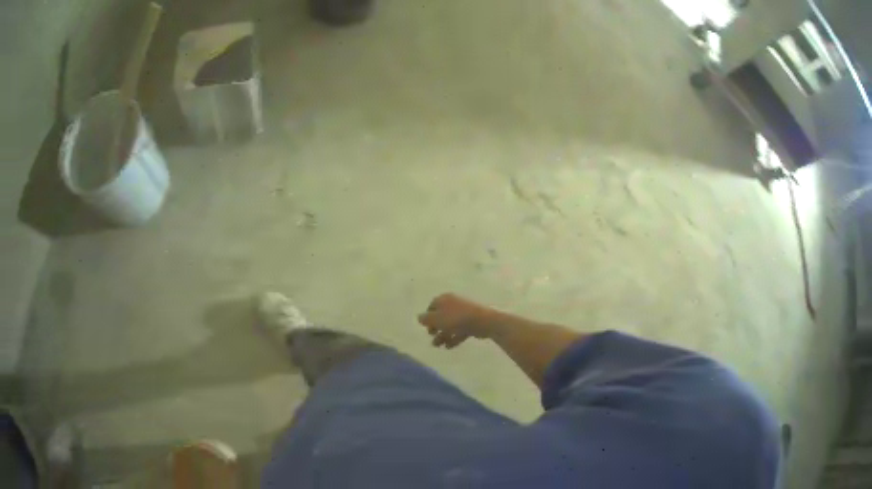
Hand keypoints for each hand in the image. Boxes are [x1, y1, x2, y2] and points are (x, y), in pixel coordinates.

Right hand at [418, 293, 494, 348]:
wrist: (482, 321)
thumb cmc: (456, 318)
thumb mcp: (436, 319)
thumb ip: (426, 319)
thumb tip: (419, 318)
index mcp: (444, 299)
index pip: (432, 305)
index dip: (427, 316)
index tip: (425, 326)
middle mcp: (453, 304)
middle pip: (441, 315)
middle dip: (435, 327)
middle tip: (431, 335)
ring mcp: (464, 313)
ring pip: (450, 324)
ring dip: (443, 335)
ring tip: (438, 346)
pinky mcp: (471, 322)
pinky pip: (460, 330)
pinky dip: (454, 337)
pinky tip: (449, 346)